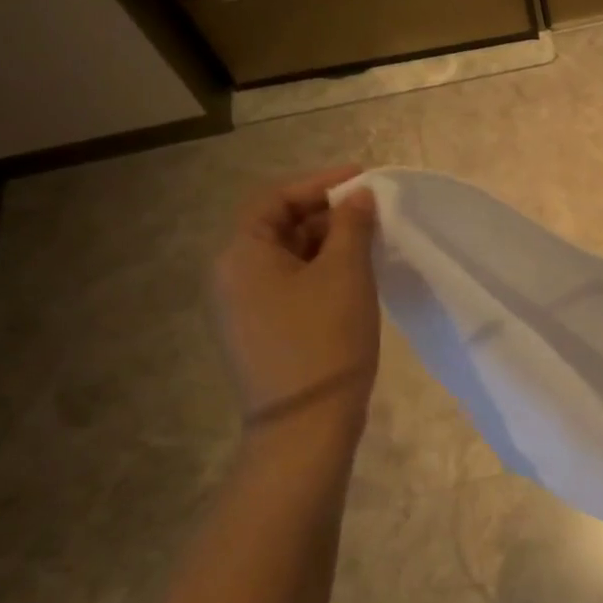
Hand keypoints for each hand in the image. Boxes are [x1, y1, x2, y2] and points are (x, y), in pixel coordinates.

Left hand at [210, 166, 379, 439]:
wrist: (305, 424)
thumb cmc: (326, 340)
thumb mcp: (346, 274)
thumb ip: (352, 225)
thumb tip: (358, 196)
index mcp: (241, 253)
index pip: (274, 198)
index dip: (319, 182)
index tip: (364, 179)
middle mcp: (230, 275)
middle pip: (277, 225)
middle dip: (325, 213)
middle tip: (372, 213)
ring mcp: (241, 306)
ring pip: (284, 257)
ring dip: (325, 243)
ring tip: (369, 243)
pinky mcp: (258, 330)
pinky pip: (287, 284)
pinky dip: (318, 271)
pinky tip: (352, 278)